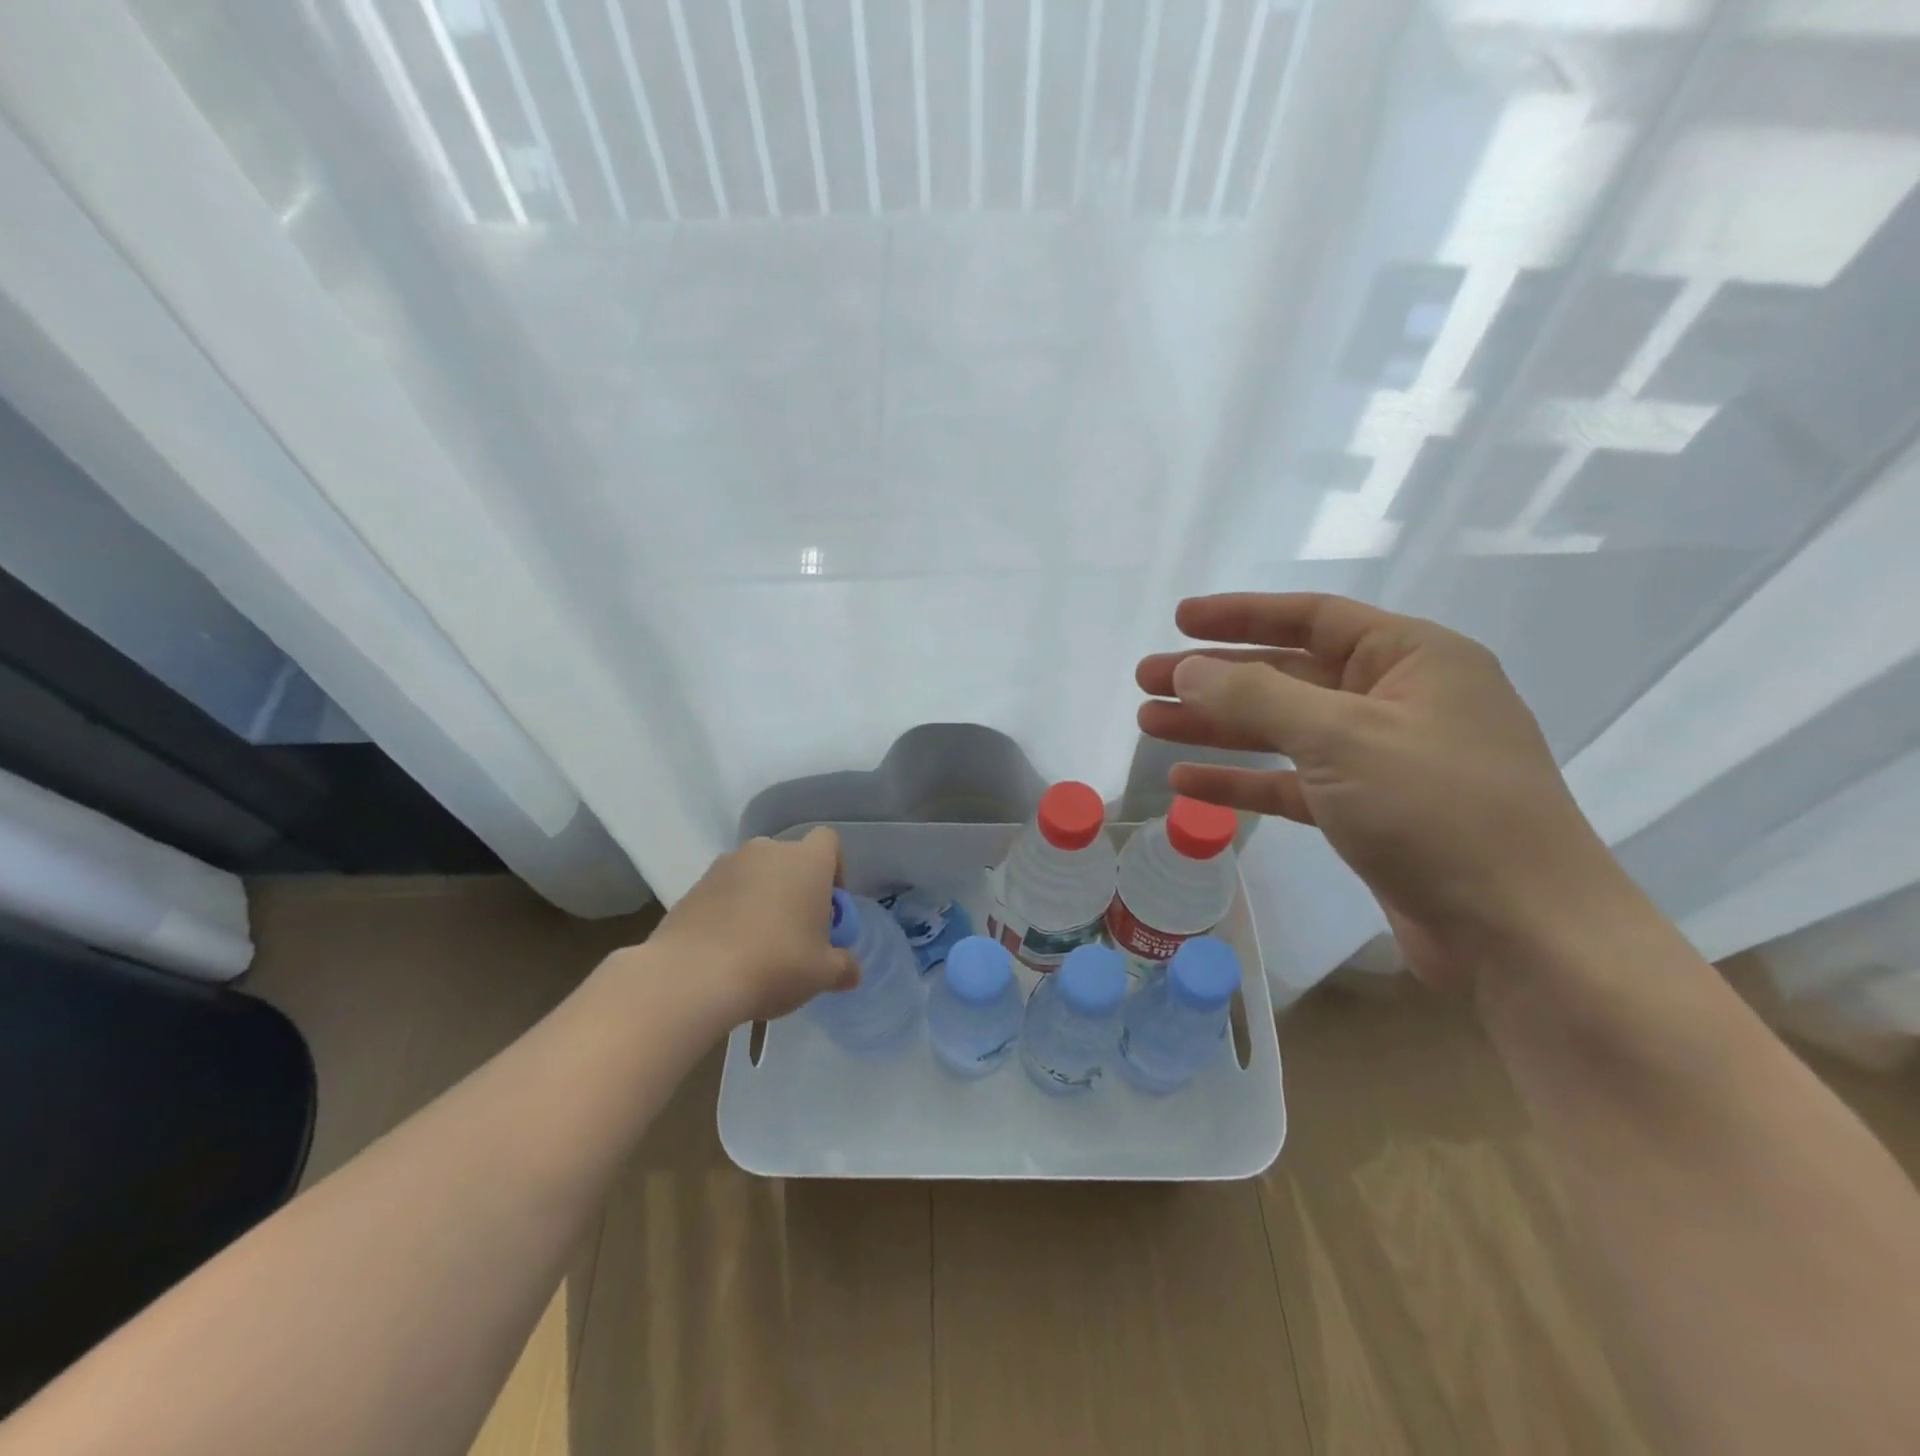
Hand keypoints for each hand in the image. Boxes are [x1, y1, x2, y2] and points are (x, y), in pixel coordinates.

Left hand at [646, 828, 859, 1022]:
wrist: (693, 977)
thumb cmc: (775, 964)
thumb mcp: (822, 974)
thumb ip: (843, 967)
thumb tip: (851, 971)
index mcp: (807, 861)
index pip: (828, 842)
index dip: (834, 870)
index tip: (829, 908)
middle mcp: (767, 851)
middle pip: (790, 860)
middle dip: (795, 889)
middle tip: (796, 932)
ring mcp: (725, 865)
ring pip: (755, 876)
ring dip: (761, 900)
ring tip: (758, 945)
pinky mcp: (693, 887)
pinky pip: (724, 893)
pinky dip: (730, 912)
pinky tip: (727, 951)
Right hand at [1137, 593, 1627, 991]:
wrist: (1521, 935)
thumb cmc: (1438, 811)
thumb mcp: (1341, 738)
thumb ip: (1257, 697)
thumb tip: (1188, 670)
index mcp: (1413, 660)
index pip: (1313, 617)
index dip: (1241, 615)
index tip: (1179, 621)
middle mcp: (1398, 701)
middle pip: (1288, 674)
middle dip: (1214, 677)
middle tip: (1145, 680)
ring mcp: (1383, 760)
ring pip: (1283, 730)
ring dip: (1218, 727)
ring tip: (1150, 723)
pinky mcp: (1368, 814)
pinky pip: (1292, 783)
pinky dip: (1243, 780)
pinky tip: (1188, 781)